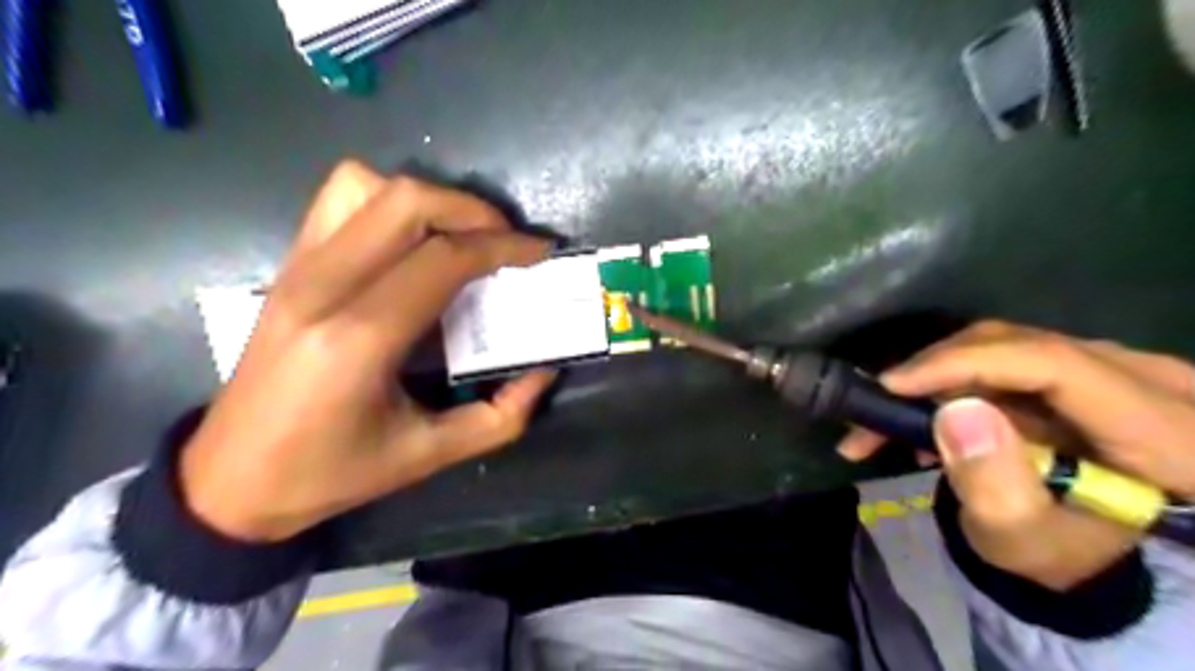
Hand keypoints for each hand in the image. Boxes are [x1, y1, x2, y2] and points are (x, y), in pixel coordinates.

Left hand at [179, 161, 559, 545]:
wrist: (231, 478)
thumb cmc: (331, 474)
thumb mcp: (429, 456)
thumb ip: (500, 416)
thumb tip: (544, 371)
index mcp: (359, 339)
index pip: (443, 259)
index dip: (502, 247)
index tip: (539, 253)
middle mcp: (323, 287)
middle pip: (408, 203)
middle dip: (473, 211)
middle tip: (507, 242)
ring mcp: (297, 269)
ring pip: (368, 186)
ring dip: (429, 201)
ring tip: (461, 236)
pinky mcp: (288, 266)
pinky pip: (339, 200)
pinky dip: (387, 201)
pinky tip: (411, 239)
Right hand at [834, 319, 1193, 586]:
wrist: (1081, 547)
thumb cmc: (1055, 553)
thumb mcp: (1021, 539)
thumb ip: (994, 485)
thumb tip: (954, 412)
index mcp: (1166, 433)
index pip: (1053, 364)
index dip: (964, 364)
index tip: (892, 387)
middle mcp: (1149, 380)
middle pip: (1018, 345)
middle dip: (934, 373)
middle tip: (874, 409)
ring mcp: (1114, 365)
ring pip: (1000, 344)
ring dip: (933, 378)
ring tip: (884, 421)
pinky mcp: (1077, 363)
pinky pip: (1000, 354)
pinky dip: (949, 380)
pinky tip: (919, 415)